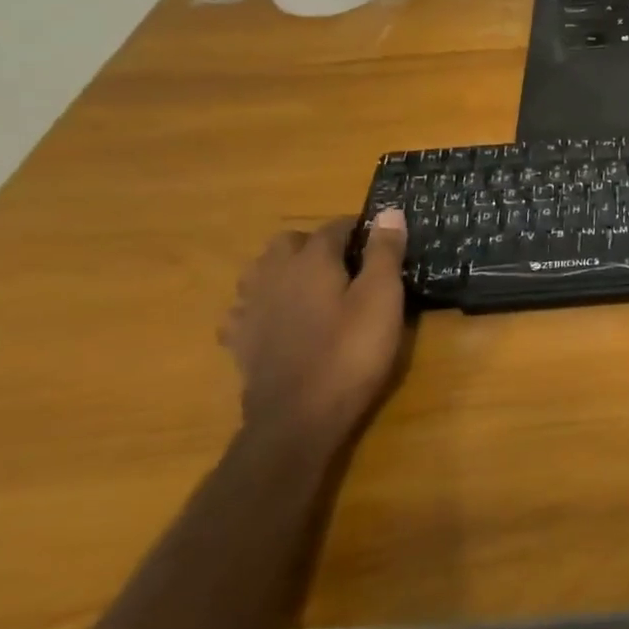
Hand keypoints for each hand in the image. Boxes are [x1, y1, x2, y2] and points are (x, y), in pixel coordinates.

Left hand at [220, 211, 410, 447]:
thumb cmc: (350, 353)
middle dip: (315, 244)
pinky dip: (261, 306)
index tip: (380, 238)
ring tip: (310, 286)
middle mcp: (273, 275)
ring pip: (261, 271)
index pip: (334, 227)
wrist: (298, 418)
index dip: (359, 228)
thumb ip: (385, 253)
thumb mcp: (382, 299)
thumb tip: (389, 211)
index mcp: (311, 260)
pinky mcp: (239, 341)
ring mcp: (250, 308)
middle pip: (288, 243)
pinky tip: (277, 321)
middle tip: (346, 263)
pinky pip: (244, 309)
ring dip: (283, 270)